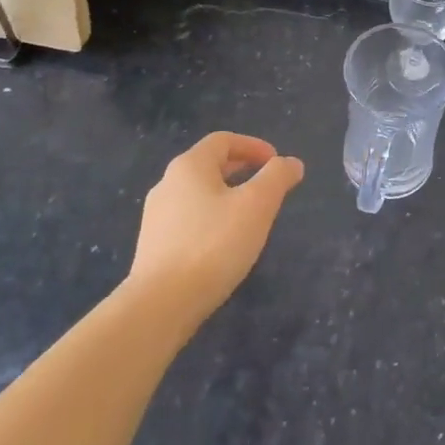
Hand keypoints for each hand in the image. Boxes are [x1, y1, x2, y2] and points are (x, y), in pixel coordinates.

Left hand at [127, 132, 303, 329]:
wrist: (161, 304)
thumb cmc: (214, 244)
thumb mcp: (257, 205)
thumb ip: (277, 177)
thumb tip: (291, 163)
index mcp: (189, 166)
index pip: (223, 140)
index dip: (253, 146)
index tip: (276, 162)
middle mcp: (167, 184)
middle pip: (208, 165)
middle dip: (240, 170)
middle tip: (266, 185)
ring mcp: (156, 216)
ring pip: (197, 194)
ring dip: (225, 196)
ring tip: (249, 216)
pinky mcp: (153, 246)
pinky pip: (188, 220)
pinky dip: (210, 219)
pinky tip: (223, 244)